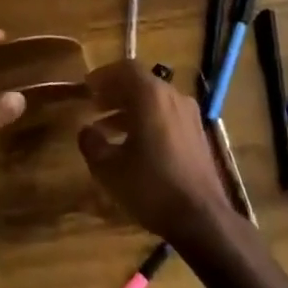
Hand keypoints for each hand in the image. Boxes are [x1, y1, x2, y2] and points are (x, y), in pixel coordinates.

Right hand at [77, 61, 236, 248]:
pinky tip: (134, 146)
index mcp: (151, 96)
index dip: (103, 75)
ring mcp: (189, 116)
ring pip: (154, 101)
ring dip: (129, 109)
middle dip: (115, 93)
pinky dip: (147, 121)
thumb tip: (86, 131)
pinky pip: (167, 116)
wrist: (202, 218)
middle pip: (141, 84)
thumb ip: (92, 144)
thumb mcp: (109, 169)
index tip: (87, 87)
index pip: (125, 69)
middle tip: (94, 106)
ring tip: (107, 129)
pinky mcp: (198, 135)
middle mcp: (173, 97)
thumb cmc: (151, 186)